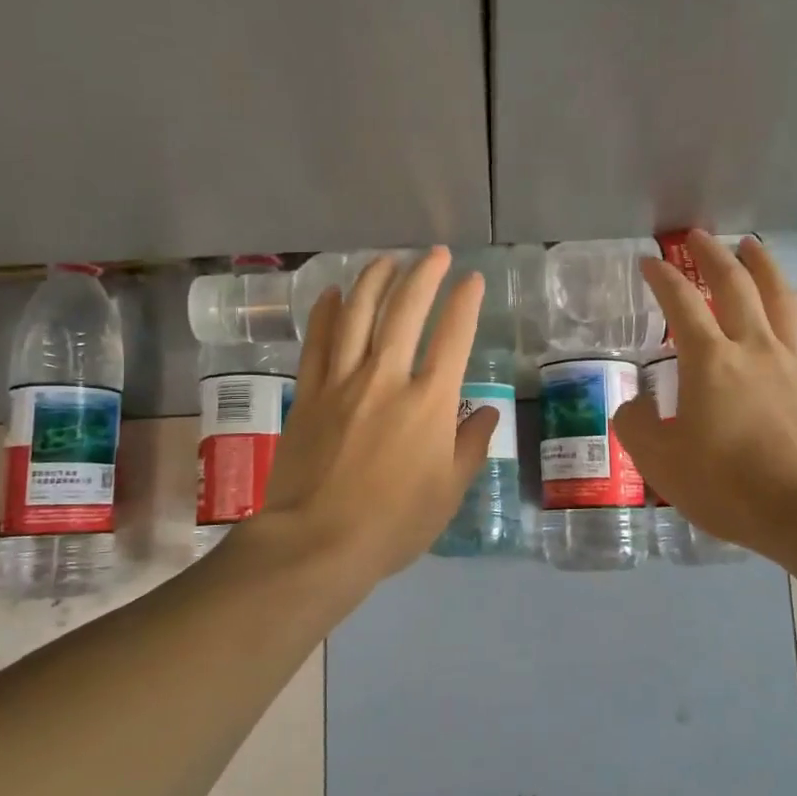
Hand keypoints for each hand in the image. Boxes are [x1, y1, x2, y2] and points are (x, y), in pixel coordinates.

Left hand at [254, 248, 497, 587]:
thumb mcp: (448, 492)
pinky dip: (327, 312)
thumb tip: (487, 412)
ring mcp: (342, 381)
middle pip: (405, 310)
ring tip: (387, 260)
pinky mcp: (308, 393)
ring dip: (374, 280)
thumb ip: (471, 446)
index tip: (473, 279)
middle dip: (423, 274)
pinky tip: (333, 293)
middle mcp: (386, 378)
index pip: (453, 336)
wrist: (317, 542)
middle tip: (433, 254)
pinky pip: (318, 341)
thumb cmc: (393, 523)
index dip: (465, 302)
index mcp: (429, 402)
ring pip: (357, 314)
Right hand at [612, 231, 796, 561]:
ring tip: (752, 246)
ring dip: (764, 265)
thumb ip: (636, 426)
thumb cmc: (729, 487)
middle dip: (713, 255)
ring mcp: (795, 362)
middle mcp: (754, 347)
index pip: (680, 304)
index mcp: (710, 361)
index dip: (662, 278)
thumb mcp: (661, 463)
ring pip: (781, 297)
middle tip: (698, 236)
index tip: (648, 260)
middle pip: (735, 285)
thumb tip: (633, 403)